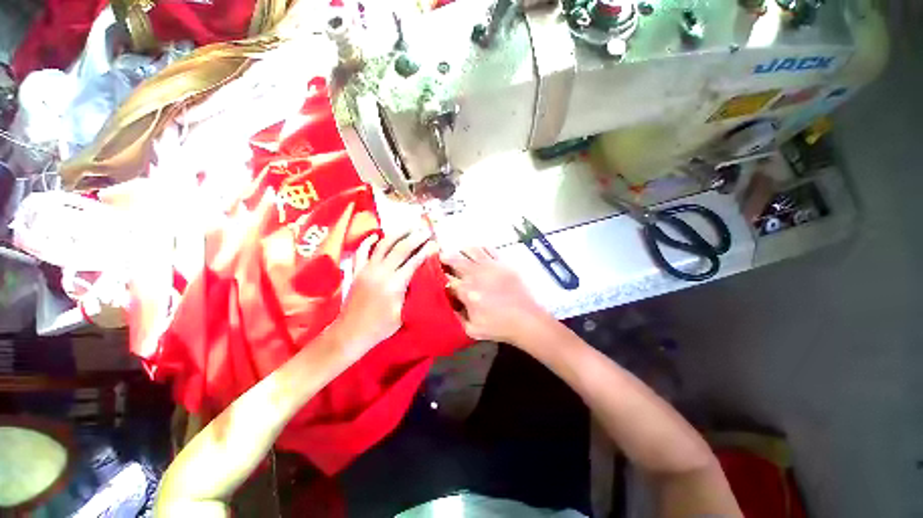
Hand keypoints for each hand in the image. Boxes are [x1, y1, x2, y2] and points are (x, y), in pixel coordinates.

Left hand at [333, 228, 437, 353]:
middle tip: (426, 230)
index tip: (435, 243)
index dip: (426, 251)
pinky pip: (361, 252)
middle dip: (416, 238)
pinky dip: (368, 242)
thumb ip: (412, 293)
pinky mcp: (356, 271)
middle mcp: (381, 272)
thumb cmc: (381, 327)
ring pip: (383, 245)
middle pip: (401, 248)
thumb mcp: (403, 313)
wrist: (351, 333)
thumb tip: (422, 277)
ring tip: (408, 226)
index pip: (414, 262)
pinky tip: (376, 235)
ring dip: (397, 234)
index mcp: (395, 284)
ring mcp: (366, 270)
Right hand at [441, 247, 553, 344]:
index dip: (439, 276)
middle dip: (445, 258)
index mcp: (467, 291)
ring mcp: (490, 266)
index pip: (446, 278)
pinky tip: (478, 254)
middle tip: (442, 259)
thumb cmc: (499, 326)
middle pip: (455, 259)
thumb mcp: (472, 330)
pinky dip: (479, 249)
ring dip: (461, 251)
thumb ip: (456, 318)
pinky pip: (488, 249)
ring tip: (460, 254)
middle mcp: (476, 274)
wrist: (526, 319)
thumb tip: (447, 305)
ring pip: (470, 250)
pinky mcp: (503, 262)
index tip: (437, 276)